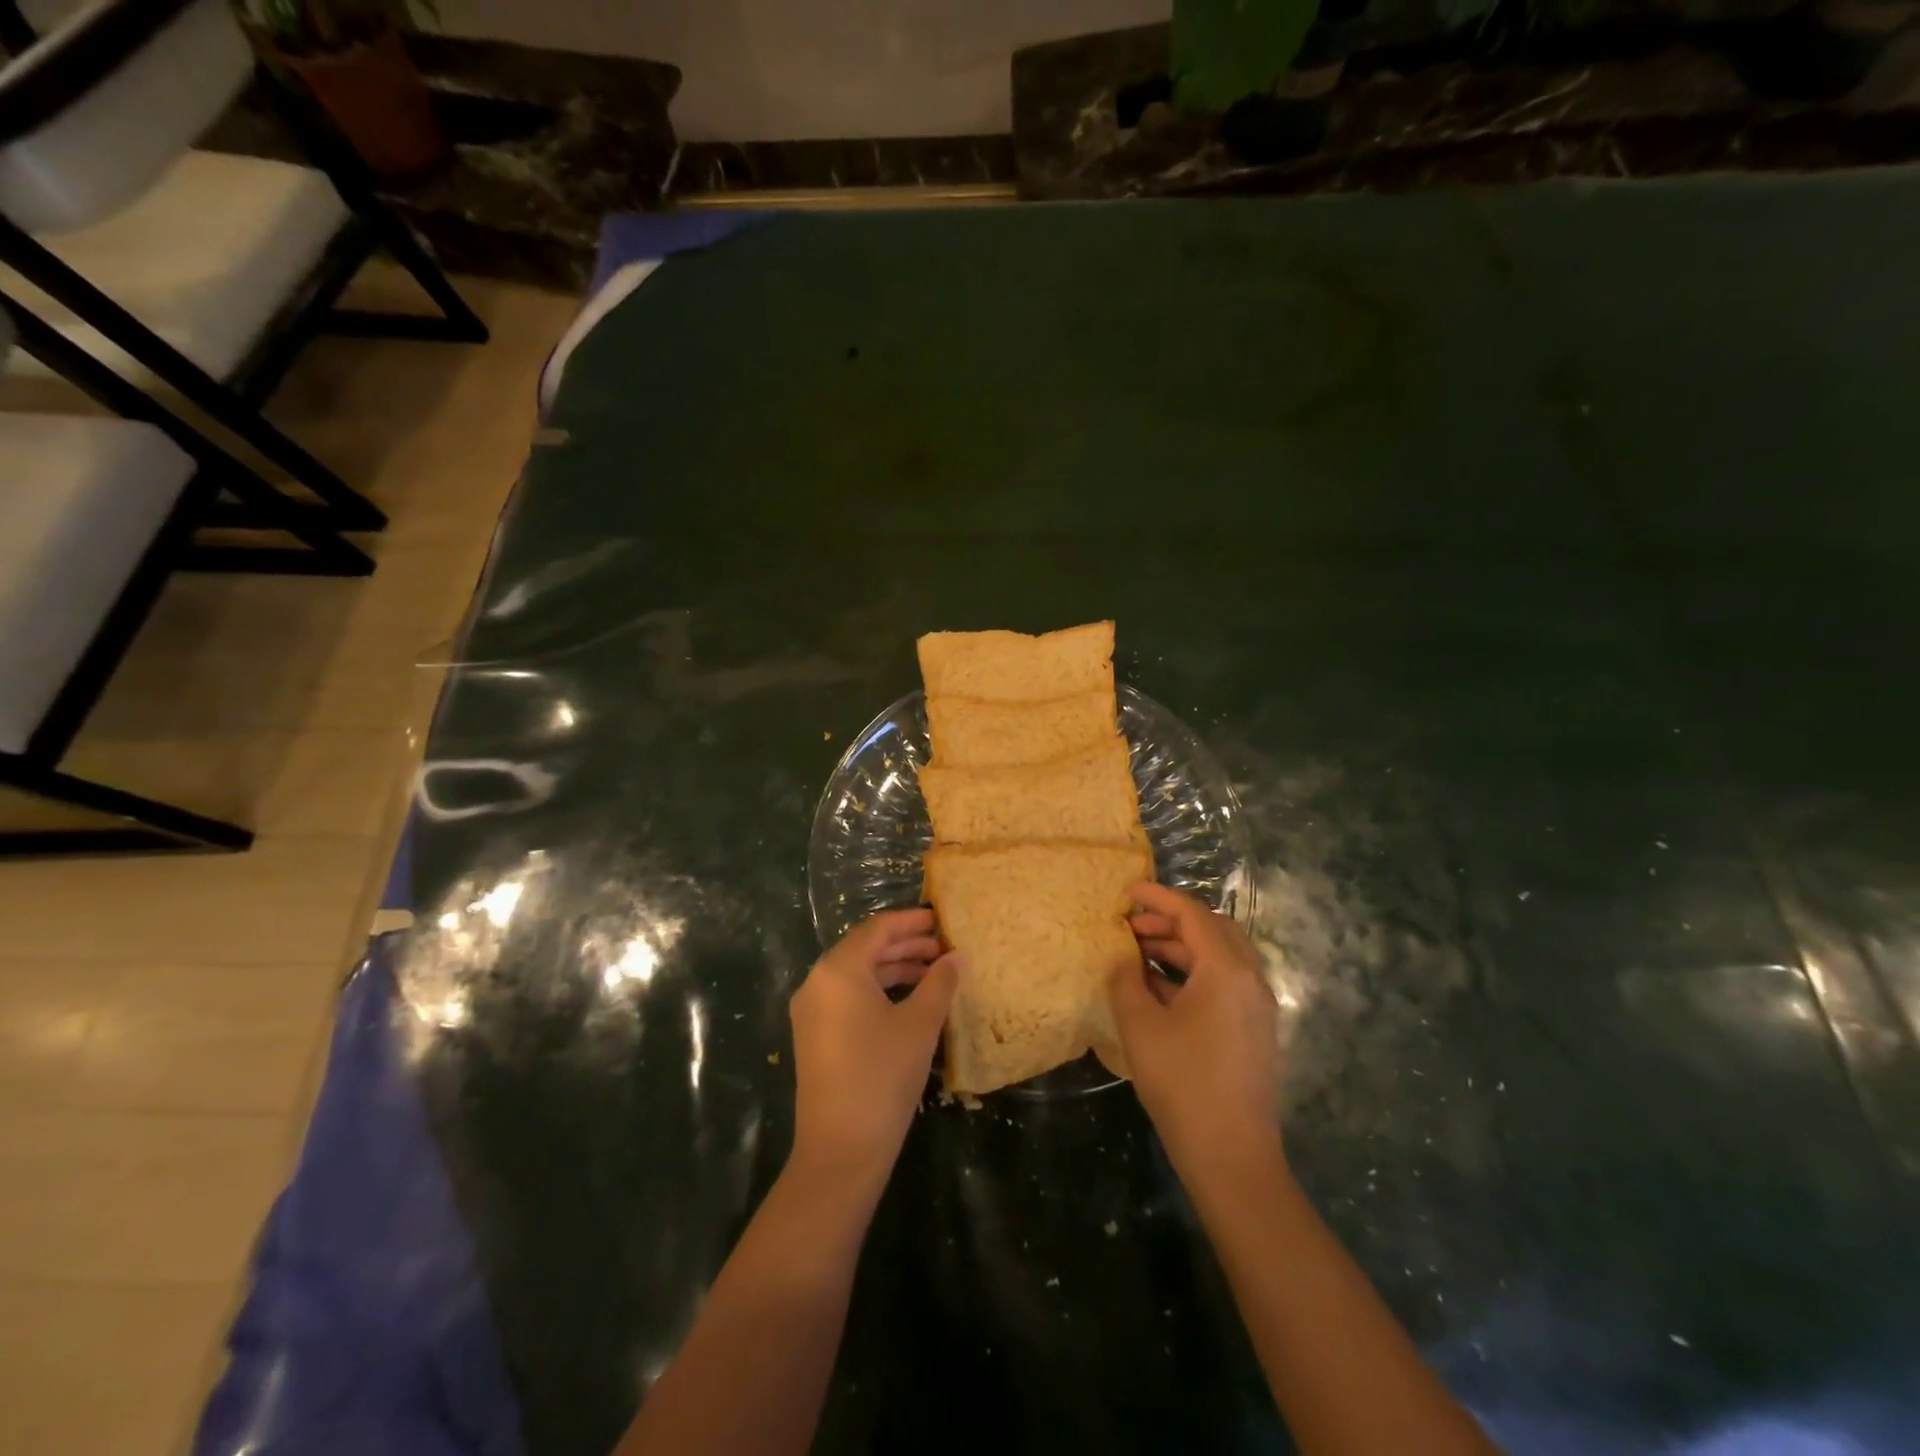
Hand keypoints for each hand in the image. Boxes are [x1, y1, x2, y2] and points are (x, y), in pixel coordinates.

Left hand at [788, 909, 958, 1193]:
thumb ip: (940, 983)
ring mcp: (812, 1012)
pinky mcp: (815, 1036)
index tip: (941, 920)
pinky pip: (849, 998)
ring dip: (895, 969)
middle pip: (865, 949)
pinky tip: (910, 1002)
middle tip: (944, 947)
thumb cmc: (882, 1075)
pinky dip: (880, 992)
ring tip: (935, 973)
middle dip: (906, 945)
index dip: (911, 921)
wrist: (841, 1150)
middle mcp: (817, 982)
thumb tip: (957, 957)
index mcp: (837, 970)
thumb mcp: (919, 1024)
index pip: (877, 929)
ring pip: (857, 975)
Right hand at [1111, 882, 1282, 1179]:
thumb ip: (1126, 981)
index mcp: (1226, 971)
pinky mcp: (1255, 1030)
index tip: (1129, 891)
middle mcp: (1250, 980)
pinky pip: (1226, 982)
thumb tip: (1123, 958)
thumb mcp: (1140, 1028)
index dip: (1158, 899)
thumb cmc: (1183, 1084)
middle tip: (1133, 926)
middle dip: (1172, 922)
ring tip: (1140, 953)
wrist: (1233, 1157)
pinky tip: (1161, 988)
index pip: (1192, 915)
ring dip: (1182, 947)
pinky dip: (1194, 972)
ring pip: (1221, 956)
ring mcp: (1258, 1007)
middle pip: (1213, 930)